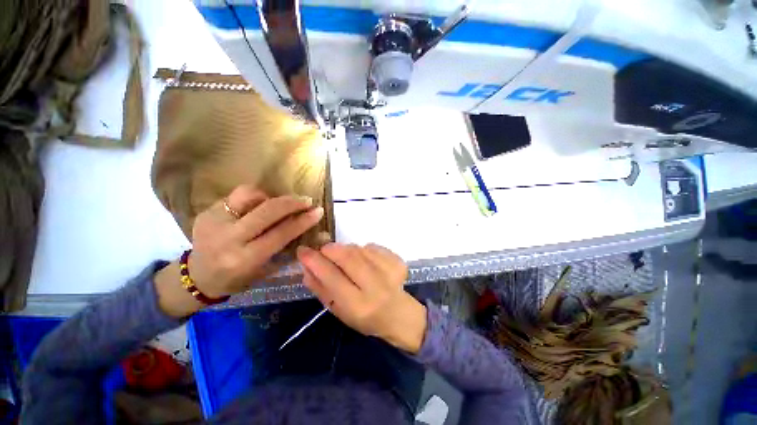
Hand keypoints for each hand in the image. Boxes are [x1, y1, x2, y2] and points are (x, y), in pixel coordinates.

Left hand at [156, 185, 323, 316]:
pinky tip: (258, 207)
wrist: (197, 277)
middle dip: (292, 202)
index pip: (280, 234)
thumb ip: (286, 247)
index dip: (303, 221)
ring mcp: (214, 221)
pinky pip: (237, 196)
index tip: (318, 211)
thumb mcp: (265, 269)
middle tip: (306, 201)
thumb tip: (308, 227)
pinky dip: (254, 198)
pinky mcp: (206, 211)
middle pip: (267, 210)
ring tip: (277, 204)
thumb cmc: (238, 278)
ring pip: (249, 194)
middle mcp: (228, 238)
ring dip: (270, 197)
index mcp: (245, 259)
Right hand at [296, 243, 426, 353]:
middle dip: (331, 249)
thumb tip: (306, 267)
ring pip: (359, 249)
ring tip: (347, 259)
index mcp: (357, 306)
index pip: (332, 277)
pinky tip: (365, 260)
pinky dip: (363, 249)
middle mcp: (375, 287)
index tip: (303, 250)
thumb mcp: (338, 310)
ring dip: (347, 250)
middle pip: (348, 257)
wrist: (397, 314)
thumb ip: (321, 289)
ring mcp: (390, 272)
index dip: (314, 261)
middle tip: (324, 250)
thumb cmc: (363, 317)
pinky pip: (372, 247)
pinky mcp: (397, 261)